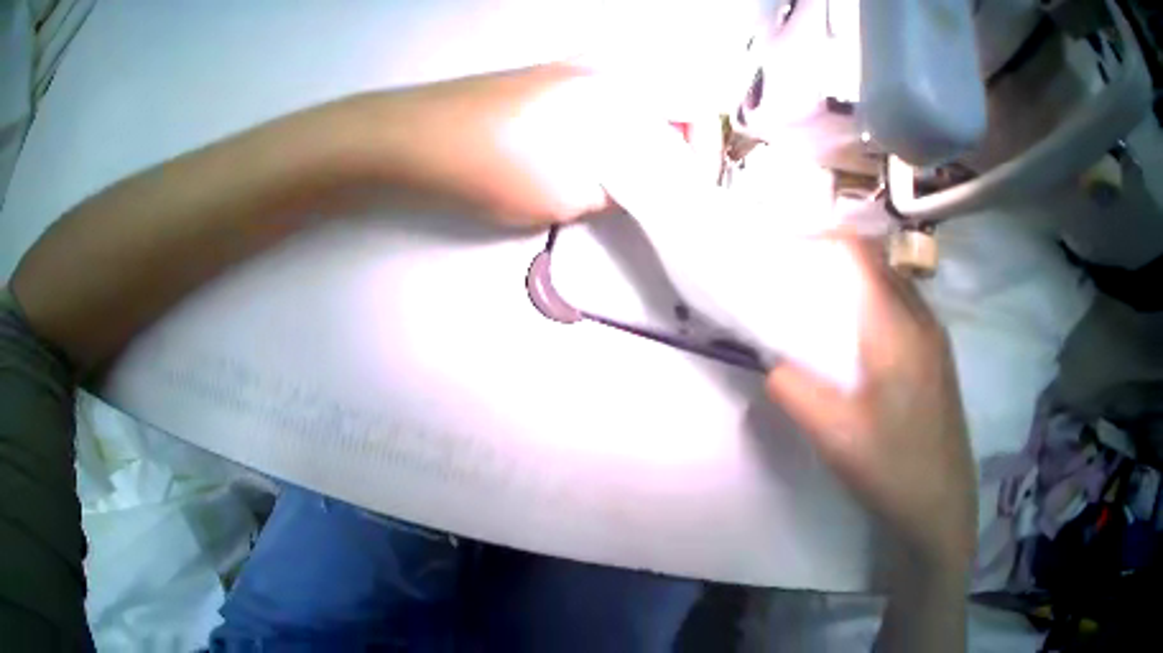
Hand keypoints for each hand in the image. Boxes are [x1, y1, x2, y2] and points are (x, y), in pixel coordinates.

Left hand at [371, 64, 692, 226]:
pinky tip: (588, 153)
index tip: (692, 189)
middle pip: (667, 100)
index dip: (704, 151)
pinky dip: (610, 126)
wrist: (414, 139)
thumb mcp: (571, 195)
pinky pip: (599, 99)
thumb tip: (636, 183)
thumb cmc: (496, 166)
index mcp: (621, 88)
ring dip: (641, 137)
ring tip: (627, 176)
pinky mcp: (541, 79)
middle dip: (675, 145)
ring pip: (633, 101)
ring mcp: (568, 69)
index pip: (694, 108)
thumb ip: (620, 189)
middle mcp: (602, 68)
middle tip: (663, 185)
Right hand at [765, 237, 976, 569]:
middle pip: (883, 265)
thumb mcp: (834, 435)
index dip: (829, 238)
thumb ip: (795, 391)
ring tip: (830, 305)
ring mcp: (937, 342)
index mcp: (898, 329)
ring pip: (898, 289)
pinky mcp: (940, 363)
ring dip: (864, 283)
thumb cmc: (892, 468)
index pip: (865, 255)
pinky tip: (864, 345)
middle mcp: (924, 322)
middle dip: (844, 258)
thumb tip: (775, 365)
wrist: (942, 509)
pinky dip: (881, 306)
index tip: (794, 245)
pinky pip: (909, 313)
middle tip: (806, 276)